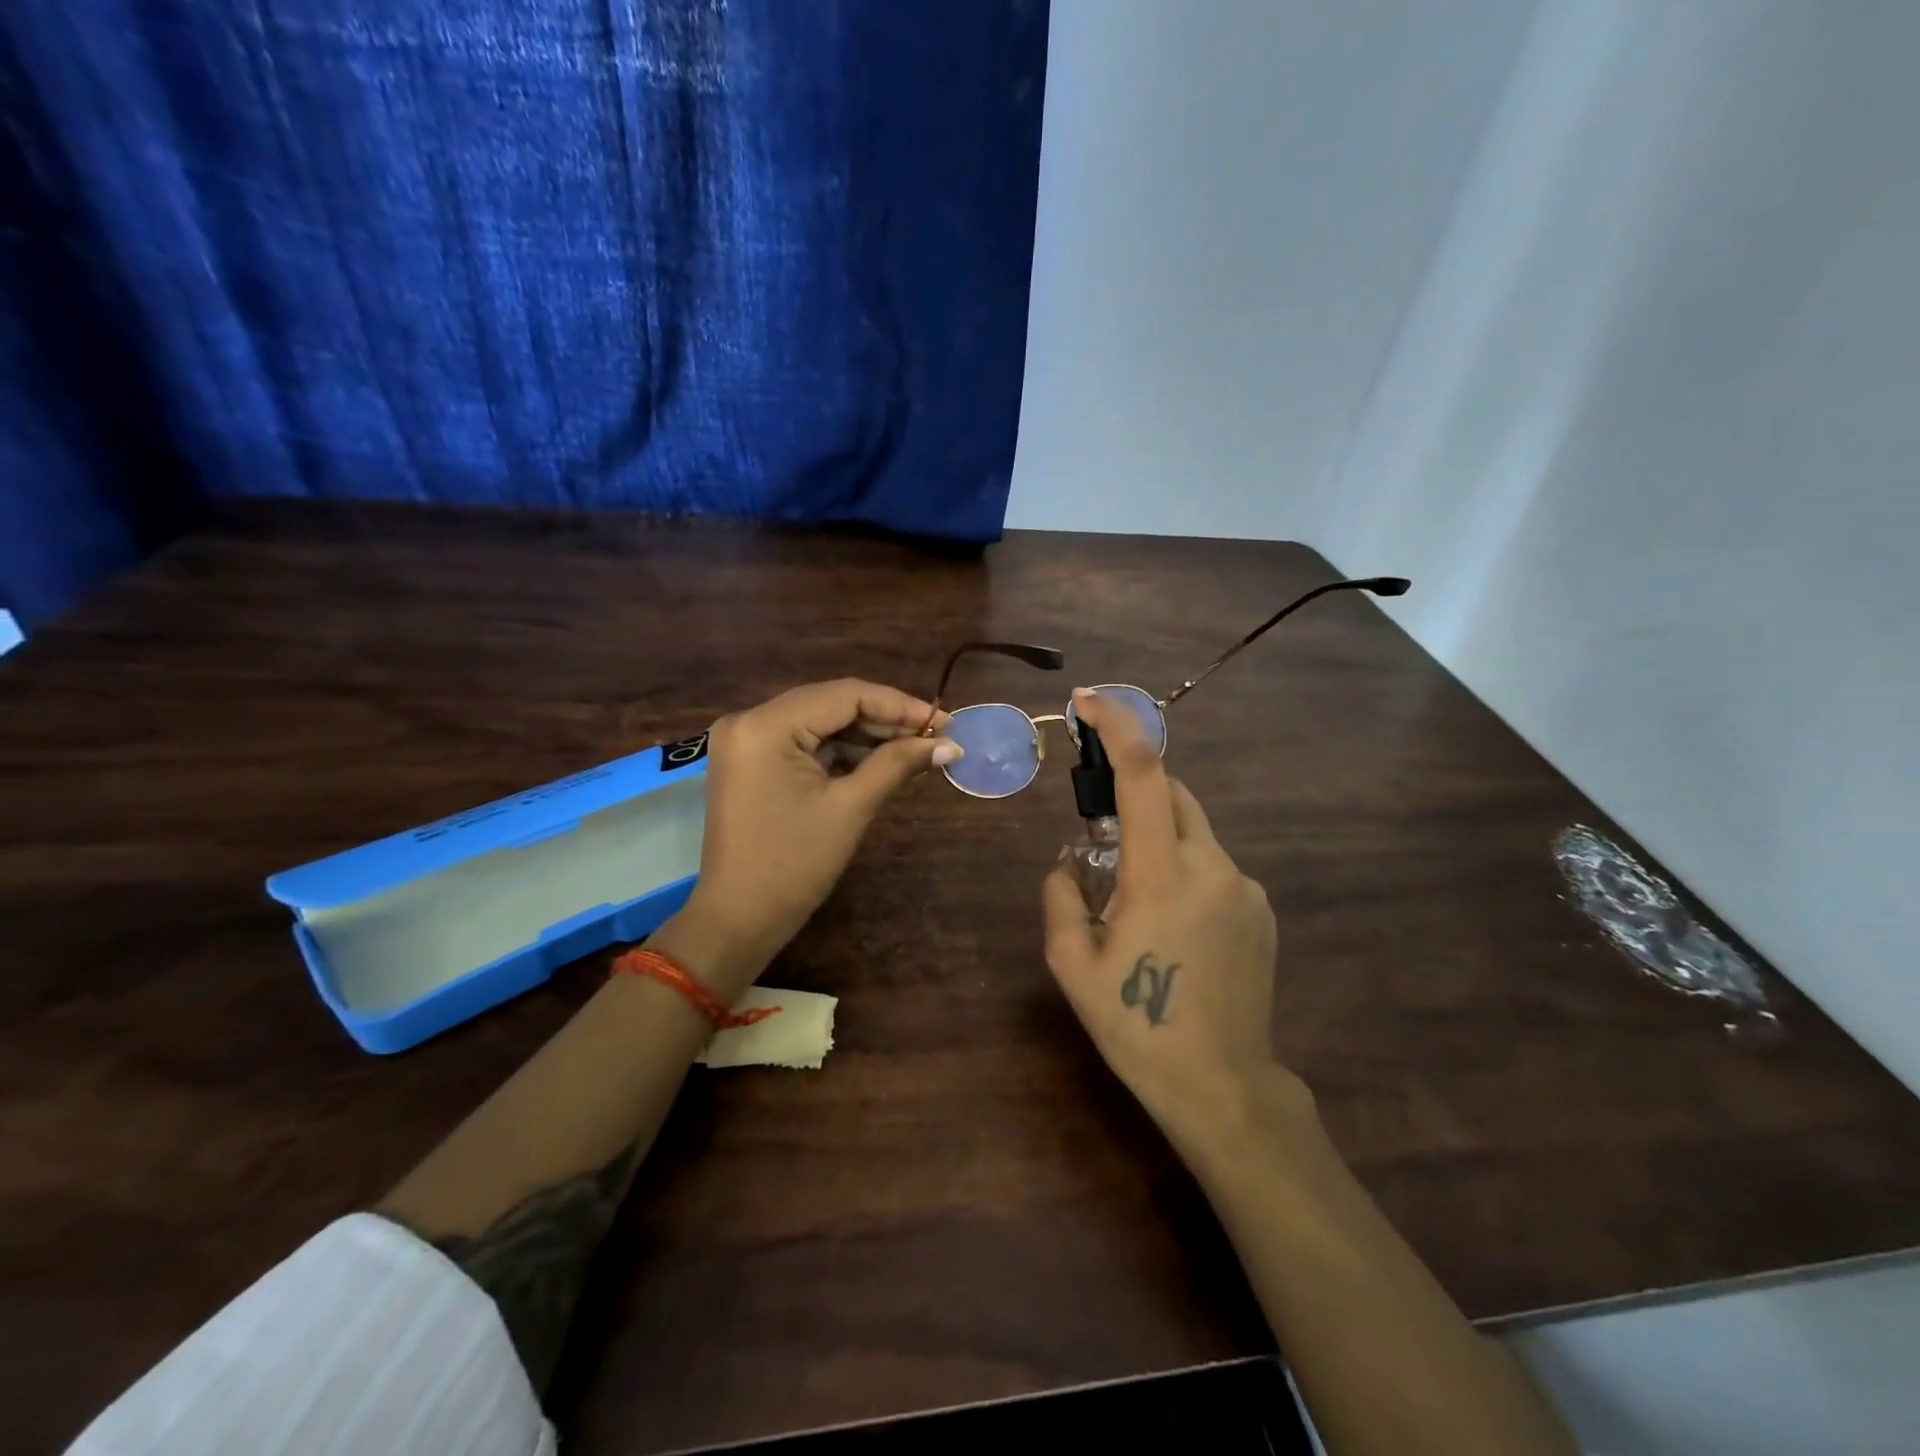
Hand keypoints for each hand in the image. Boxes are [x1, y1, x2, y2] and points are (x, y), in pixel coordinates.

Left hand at [652, 679, 958, 1000]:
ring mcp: (746, 741)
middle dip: (885, 719)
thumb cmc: (794, 865)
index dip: (898, 705)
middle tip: (934, 737)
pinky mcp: (750, 761)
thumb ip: (897, 764)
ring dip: (865, 735)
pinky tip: (879, 760)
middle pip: (830, 703)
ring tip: (915, 749)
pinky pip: (803, 742)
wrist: (739, 919)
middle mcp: (748, 720)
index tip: (944, 722)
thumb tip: (949, 745)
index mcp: (765, 725)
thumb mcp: (850, 808)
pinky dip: (840, 750)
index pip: (844, 694)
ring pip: (819, 722)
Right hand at [1042, 688, 1293, 1140]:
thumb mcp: (1072, 965)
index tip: (1088, 700)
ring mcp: (1244, 887)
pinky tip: (1170, 920)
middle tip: (1097, 819)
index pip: (1142, 773)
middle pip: (1172, 791)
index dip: (1116, 724)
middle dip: (1133, 786)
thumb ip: (1061, 896)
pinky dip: (1183, 865)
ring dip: (1156, 834)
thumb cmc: (1136, 1026)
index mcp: (1161, 873)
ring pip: (1193, 830)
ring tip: (1131, 891)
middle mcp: (1211, 865)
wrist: (1222, 1086)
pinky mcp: (1261, 910)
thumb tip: (1067, 861)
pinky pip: (1213, 865)